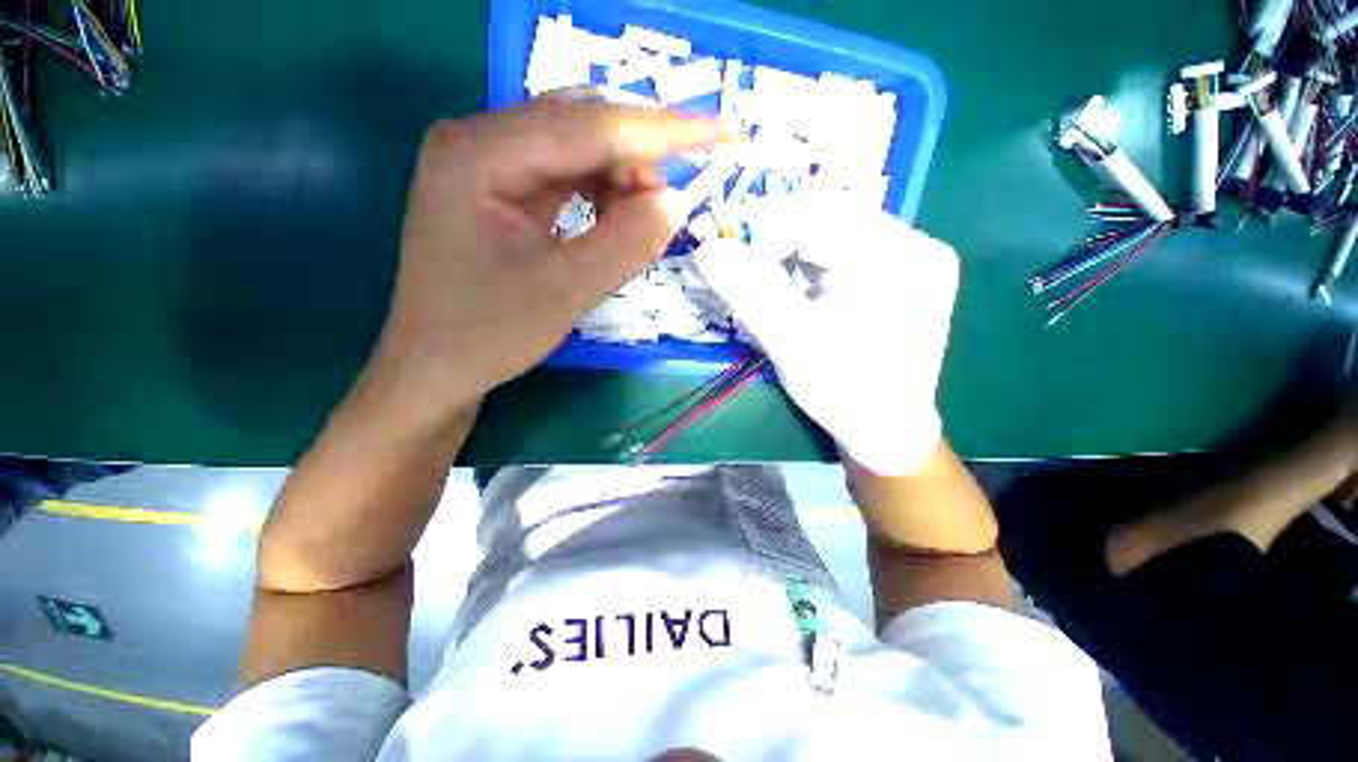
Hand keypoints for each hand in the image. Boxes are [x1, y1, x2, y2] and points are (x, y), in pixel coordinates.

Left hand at [376, 100, 723, 408]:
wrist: (434, 369)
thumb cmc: (487, 335)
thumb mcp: (564, 292)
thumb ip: (625, 243)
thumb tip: (673, 202)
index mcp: (482, 151)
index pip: (593, 125)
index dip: (665, 130)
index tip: (723, 131)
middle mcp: (480, 140)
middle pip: (582, 124)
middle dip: (637, 159)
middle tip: (665, 210)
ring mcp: (487, 164)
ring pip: (577, 148)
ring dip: (619, 179)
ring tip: (636, 225)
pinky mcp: (499, 190)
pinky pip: (565, 175)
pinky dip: (600, 194)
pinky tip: (610, 222)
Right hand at [694, 197, 959, 474]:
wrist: (886, 430)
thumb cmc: (843, 391)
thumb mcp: (792, 341)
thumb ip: (751, 292)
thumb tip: (707, 250)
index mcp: (898, 257)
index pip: (820, 216)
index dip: (765, 226)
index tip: (725, 248)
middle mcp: (915, 246)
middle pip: (831, 219)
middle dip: (778, 236)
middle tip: (739, 260)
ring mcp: (912, 262)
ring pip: (836, 234)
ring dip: (793, 249)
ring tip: (763, 273)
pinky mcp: (901, 278)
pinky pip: (847, 253)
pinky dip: (812, 262)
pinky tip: (795, 285)